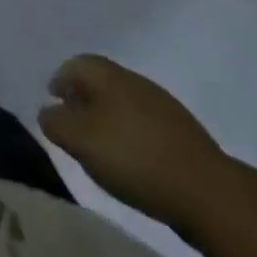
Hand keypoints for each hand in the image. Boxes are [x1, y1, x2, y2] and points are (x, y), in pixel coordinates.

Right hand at [39, 55, 232, 229]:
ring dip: (107, 116)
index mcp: (111, 76)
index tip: (52, 99)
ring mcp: (164, 108)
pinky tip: (130, 160)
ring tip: (98, 145)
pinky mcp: (182, 136)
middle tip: (71, 121)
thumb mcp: (80, 141)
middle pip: (101, 80)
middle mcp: (137, 83)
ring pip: (124, 102)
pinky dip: (129, 134)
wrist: (208, 193)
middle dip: (83, 96)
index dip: (61, 78)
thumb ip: (56, 123)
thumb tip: (48, 112)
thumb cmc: (134, 158)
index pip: (78, 63)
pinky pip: (144, 124)